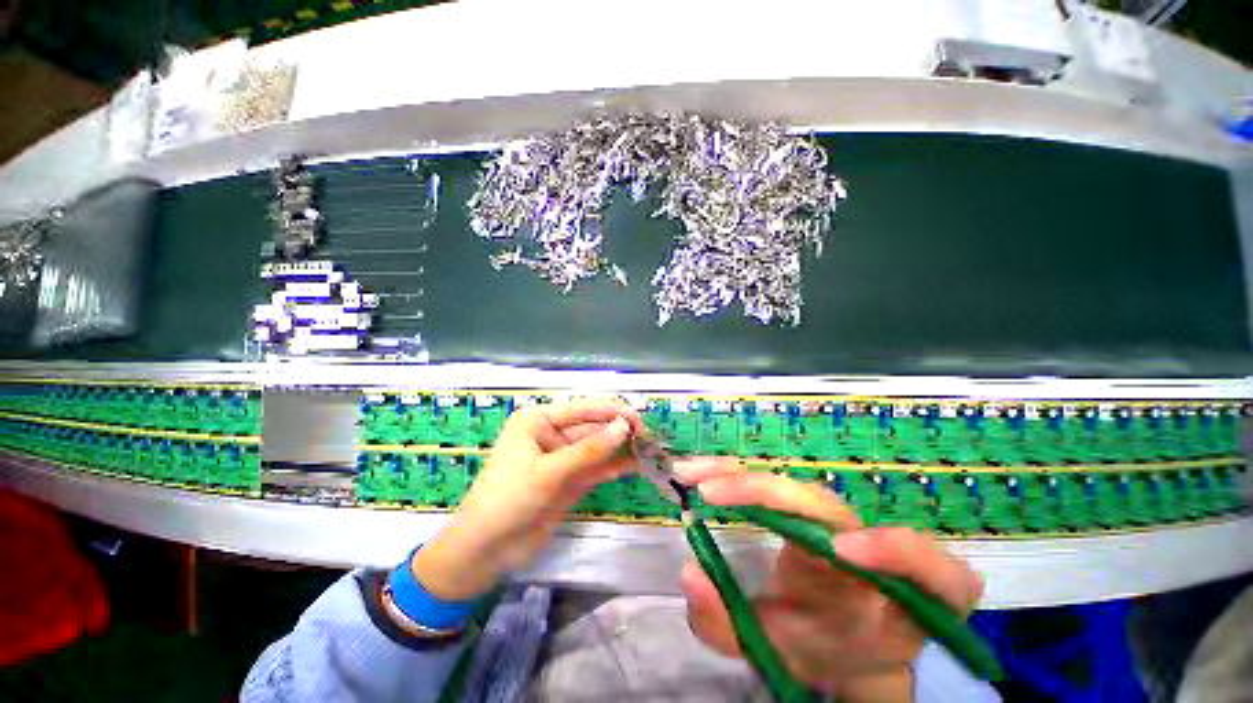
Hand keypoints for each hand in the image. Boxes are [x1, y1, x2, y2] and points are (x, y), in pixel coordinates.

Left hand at [410, 399, 644, 600]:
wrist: (484, 553)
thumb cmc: (506, 502)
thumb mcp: (547, 473)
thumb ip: (587, 450)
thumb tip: (623, 426)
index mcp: (538, 420)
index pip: (581, 409)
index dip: (611, 412)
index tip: (638, 418)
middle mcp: (552, 433)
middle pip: (593, 427)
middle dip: (620, 432)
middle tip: (650, 438)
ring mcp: (563, 457)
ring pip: (598, 447)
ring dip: (622, 449)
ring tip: (650, 450)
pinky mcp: (571, 479)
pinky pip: (597, 467)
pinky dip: (615, 465)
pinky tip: (637, 464)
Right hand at [674, 463, 984, 701]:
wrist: (834, 634)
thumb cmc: (823, 647)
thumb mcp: (783, 655)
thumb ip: (735, 628)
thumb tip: (688, 571)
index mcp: (892, 598)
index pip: (930, 570)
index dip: (899, 552)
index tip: (841, 550)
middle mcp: (864, 547)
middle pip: (823, 506)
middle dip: (764, 493)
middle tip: (708, 492)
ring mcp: (832, 521)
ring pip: (791, 485)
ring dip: (739, 474)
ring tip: (691, 472)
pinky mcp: (808, 508)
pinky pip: (774, 483)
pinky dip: (737, 473)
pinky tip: (703, 470)